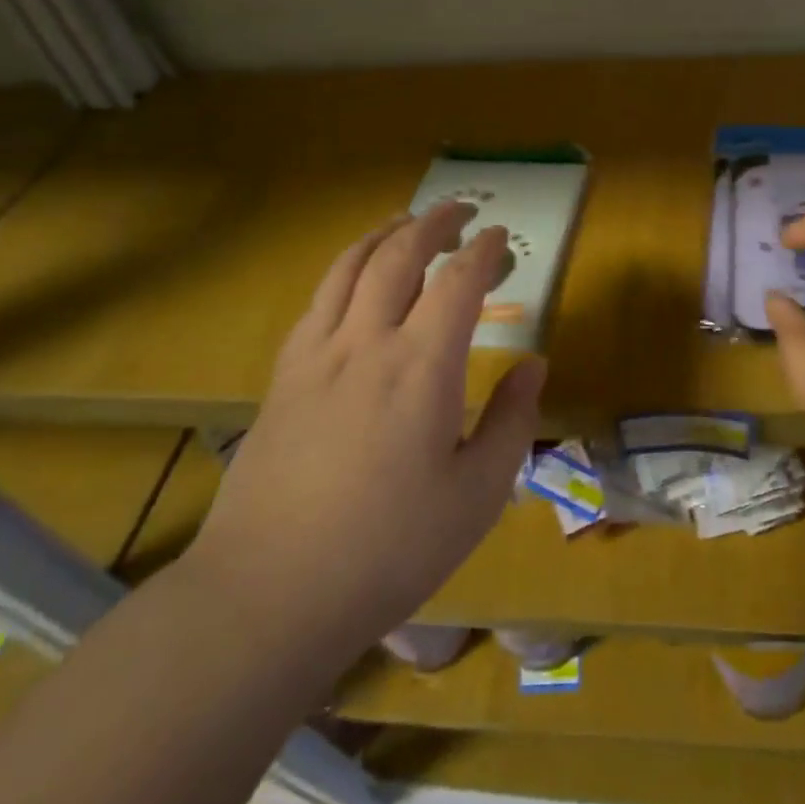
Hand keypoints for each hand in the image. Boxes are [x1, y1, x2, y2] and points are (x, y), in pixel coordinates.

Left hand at [187, 201, 543, 652]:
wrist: (270, 593)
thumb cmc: (389, 549)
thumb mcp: (477, 494)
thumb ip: (512, 420)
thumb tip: (534, 363)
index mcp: (422, 367)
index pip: (459, 282)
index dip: (483, 251)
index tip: (500, 237)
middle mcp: (367, 342)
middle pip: (399, 255)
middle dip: (433, 223)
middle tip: (460, 210)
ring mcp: (316, 354)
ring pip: (350, 266)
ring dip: (385, 234)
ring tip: (407, 223)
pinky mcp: (283, 375)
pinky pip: (318, 299)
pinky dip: (345, 270)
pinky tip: (355, 280)